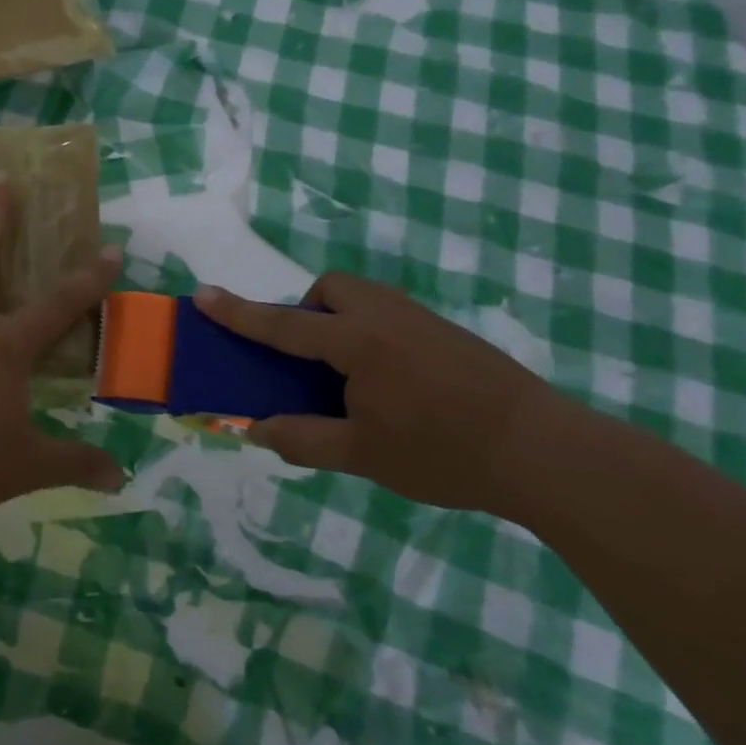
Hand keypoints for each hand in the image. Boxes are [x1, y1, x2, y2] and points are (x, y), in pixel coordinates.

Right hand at [193, 273, 556, 513]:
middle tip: (309, 360)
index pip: (283, 325)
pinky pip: (389, 315)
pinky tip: (391, 384)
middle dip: (307, 312)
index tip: (203, 294)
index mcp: (356, 342)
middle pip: (331, 289)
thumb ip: (302, 439)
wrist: (542, 450)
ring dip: (339, 321)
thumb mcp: (362, 455)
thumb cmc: (443, 452)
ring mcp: (420, 319)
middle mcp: (385, 316)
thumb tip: (257, 429)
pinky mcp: (447, 332)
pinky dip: (369, 333)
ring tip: (348, 377)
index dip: (239, 313)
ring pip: (363, 298)